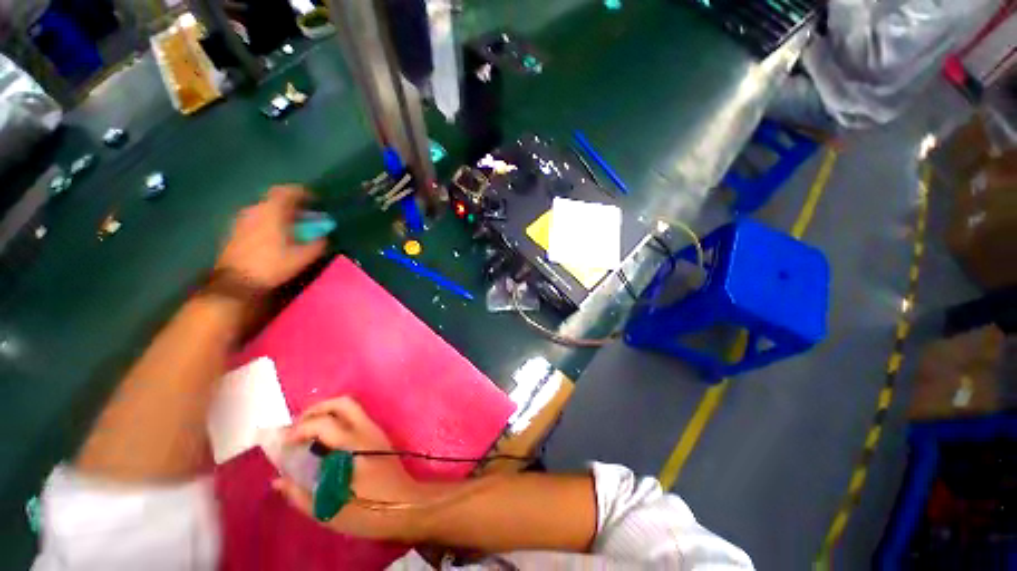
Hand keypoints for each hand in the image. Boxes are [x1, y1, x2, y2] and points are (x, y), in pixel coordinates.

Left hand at [216, 186, 325, 289]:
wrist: (237, 282)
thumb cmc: (273, 265)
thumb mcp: (303, 256)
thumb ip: (318, 243)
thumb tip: (325, 236)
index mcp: (272, 211)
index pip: (288, 191)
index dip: (303, 193)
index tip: (315, 200)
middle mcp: (255, 209)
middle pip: (275, 199)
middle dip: (293, 205)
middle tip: (306, 215)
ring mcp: (241, 219)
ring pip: (265, 209)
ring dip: (280, 214)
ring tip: (292, 226)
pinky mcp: (234, 230)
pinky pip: (256, 218)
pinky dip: (268, 221)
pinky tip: (276, 235)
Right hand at [272, 397, 431, 541]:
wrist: (407, 504)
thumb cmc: (370, 510)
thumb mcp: (330, 511)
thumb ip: (301, 495)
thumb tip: (279, 480)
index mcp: (353, 446)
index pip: (324, 423)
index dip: (298, 429)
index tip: (282, 444)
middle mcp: (366, 430)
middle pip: (342, 403)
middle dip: (315, 410)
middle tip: (295, 428)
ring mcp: (375, 430)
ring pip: (350, 407)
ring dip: (326, 413)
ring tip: (306, 433)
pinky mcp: (378, 435)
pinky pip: (355, 417)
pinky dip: (336, 420)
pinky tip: (324, 441)